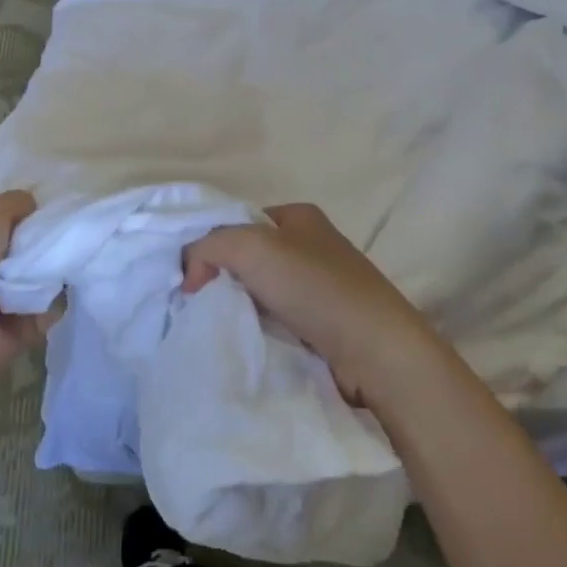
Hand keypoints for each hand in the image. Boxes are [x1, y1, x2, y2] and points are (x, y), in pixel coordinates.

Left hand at [0, 191, 54, 406]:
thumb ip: (12, 204)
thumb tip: (36, 207)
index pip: (5, 223)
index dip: (31, 212)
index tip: (60, 204)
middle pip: (28, 250)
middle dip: (49, 238)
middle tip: (73, 229)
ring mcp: (1, 305)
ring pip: (42, 278)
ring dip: (58, 267)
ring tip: (77, 254)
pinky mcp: (20, 334)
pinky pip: (50, 310)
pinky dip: (61, 299)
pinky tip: (72, 282)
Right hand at [182, 202, 454, 409]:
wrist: (375, 350)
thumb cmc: (315, 287)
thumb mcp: (252, 247)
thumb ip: (209, 247)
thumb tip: (191, 275)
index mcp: (299, 216)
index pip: (240, 222)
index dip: (211, 245)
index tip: (191, 280)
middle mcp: (311, 246)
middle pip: (248, 257)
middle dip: (222, 279)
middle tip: (197, 305)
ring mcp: (320, 286)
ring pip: (260, 292)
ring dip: (239, 307)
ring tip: (217, 327)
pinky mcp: (324, 324)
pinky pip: (277, 320)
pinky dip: (259, 329)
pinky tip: (246, 341)